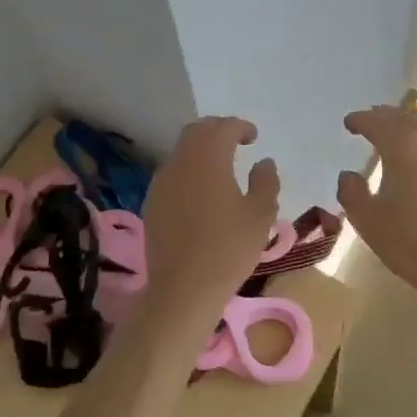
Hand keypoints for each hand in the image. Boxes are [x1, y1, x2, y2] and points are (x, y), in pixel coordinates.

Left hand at [142, 116, 281, 310]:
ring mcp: (161, 182)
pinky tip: (201, 192)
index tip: (254, 137)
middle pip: (196, 132)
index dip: (240, 127)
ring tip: (220, 167)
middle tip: (236, 142)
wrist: (183, 288)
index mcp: (209, 159)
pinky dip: (188, 170)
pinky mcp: (152, 202)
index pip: (223, 127)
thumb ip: (265, 181)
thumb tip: (263, 163)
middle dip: (217, 130)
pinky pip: (172, 173)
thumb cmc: (229, 248)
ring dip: (201, 150)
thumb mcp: (260, 215)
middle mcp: (180, 162)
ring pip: (181, 152)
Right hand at [337, 106, 416, 298]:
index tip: (349, 122)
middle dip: (384, 117)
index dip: (361, 120)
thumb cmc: (411, 242)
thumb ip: (352, 192)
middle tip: (370, 121)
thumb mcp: (368, 220)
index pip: (378, 123)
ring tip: (394, 135)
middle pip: (405, 119)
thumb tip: (348, 175)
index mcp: (404, 147)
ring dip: (407, 127)